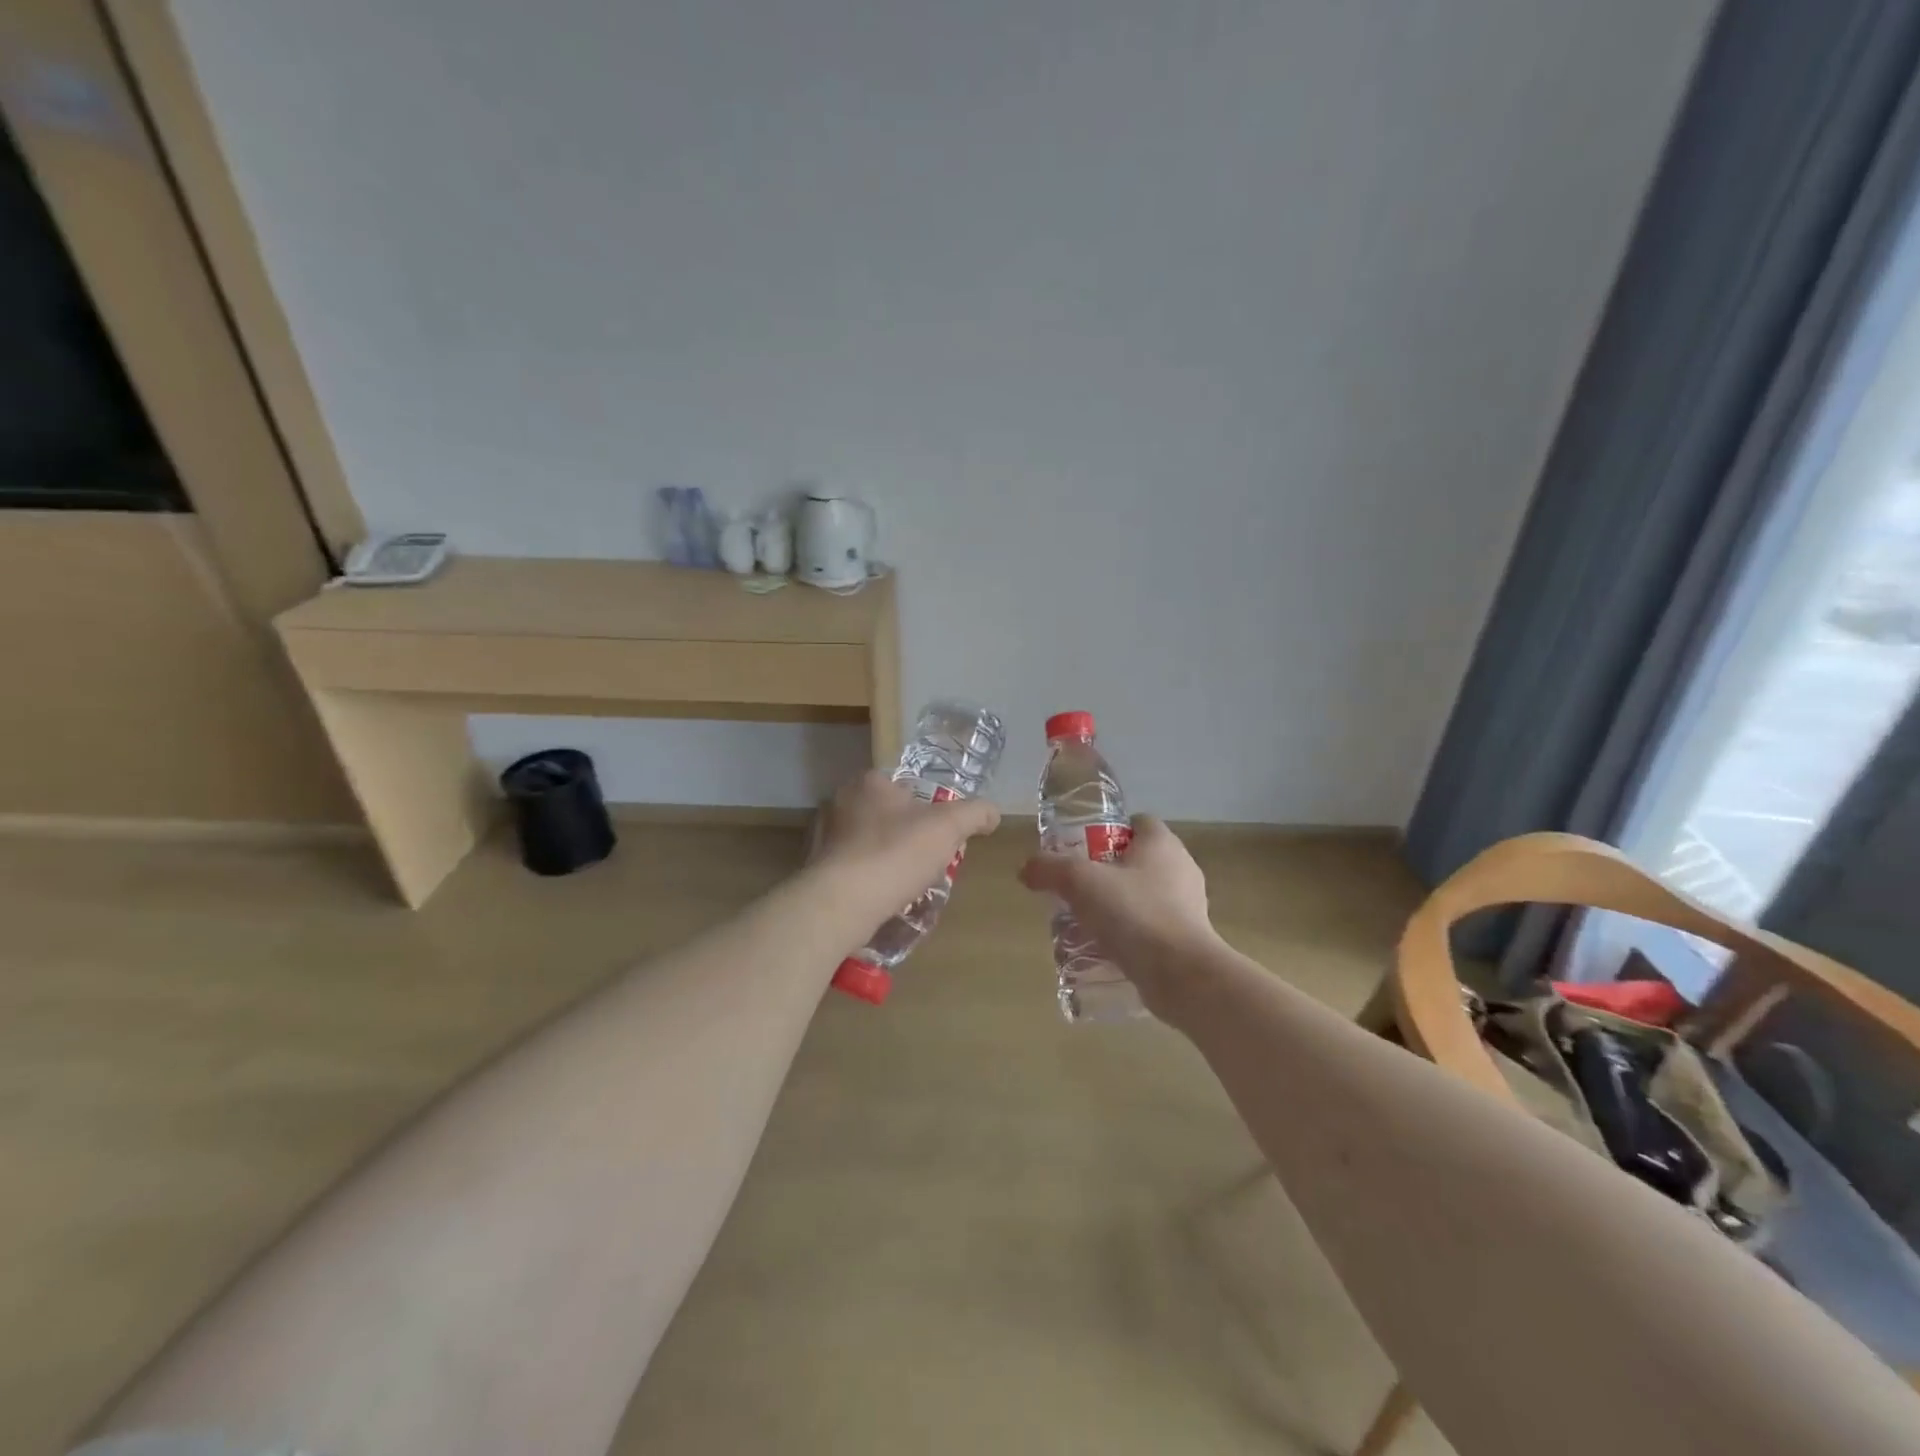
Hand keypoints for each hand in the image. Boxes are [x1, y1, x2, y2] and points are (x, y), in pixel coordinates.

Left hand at [808, 770, 1000, 931]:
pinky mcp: (815, 868)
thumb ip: (975, 813)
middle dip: (904, 835)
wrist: (842, 902)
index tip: (938, 834)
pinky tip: (880, 897)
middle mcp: (839, 802)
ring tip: (905, 883)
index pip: (904, 787)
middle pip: (885, 815)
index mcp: (868, 782)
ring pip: (866, 843)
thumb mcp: (949, 827)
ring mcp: (822, 836)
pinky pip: (850, 869)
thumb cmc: (896, 853)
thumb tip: (992, 814)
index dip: (926, 809)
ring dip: (884, 858)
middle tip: (925, 860)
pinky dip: (866, 879)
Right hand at [1017, 816, 1222, 1021]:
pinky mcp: (1188, 940)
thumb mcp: (1080, 881)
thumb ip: (1049, 868)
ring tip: (1083, 923)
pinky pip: (1151, 928)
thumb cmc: (1134, 913)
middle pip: (1136, 861)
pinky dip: (1129, 935)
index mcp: (1163, 844)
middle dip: (1105, 873)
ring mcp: (1188, 906)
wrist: (1182, 975)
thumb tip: (1027, 868)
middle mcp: (1181, 868)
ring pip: (1143, 896)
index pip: (1137, 822)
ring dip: (1116, 907)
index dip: (1107, 830)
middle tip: (1074, 889)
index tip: (1079, 849)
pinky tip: (1103, 950)